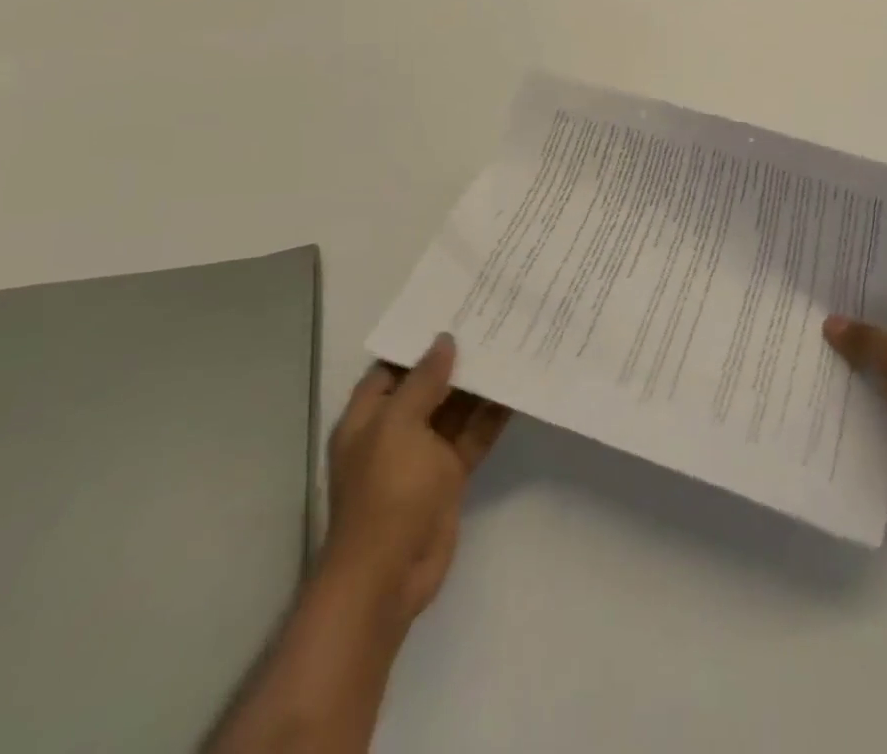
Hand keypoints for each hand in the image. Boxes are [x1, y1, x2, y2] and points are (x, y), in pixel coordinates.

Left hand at [324, 334, 509, 626]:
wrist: (389, 575)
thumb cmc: (386, 492)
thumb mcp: (399, 427)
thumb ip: (423, 382)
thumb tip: (444, 341)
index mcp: (369, 417)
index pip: (393, 367)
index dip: (419, 342)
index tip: (453, 312)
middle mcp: (395, 430)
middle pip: (428, 385)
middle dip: (457, 359)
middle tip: (494, 323)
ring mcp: (423, 454)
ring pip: (455, 409)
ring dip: (479, 386)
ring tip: (512, 347)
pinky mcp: (449, 474)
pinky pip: (473, 436)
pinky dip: (492, 417)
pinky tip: (517, 393)